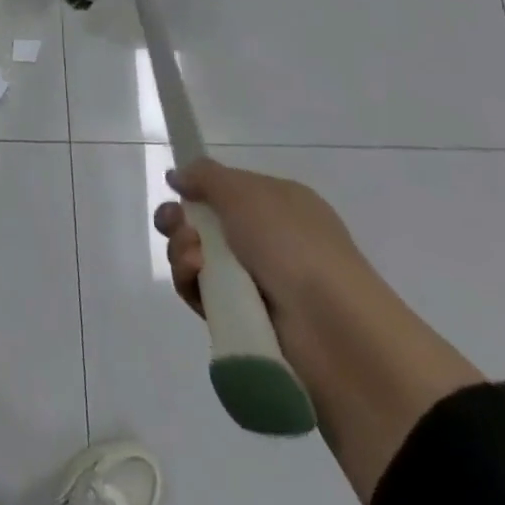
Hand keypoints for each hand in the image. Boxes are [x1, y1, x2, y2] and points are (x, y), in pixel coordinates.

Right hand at [154, 159, 363, 322]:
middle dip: (179, 221)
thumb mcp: (245, 191)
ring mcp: (258, 283)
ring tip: (192, 257)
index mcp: (280, 206)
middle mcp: (270, 242)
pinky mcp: (244, 320)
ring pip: (199, 260)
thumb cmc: (292, 243)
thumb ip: (205, 176)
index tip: (177, 190)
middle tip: (172, 224)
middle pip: (206, 225)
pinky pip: (204, 296)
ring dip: (182, 251)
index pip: (229, 192)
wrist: (332, 329)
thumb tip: (177, 176)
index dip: (199, 191)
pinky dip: (192, 283)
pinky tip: (195, 276)